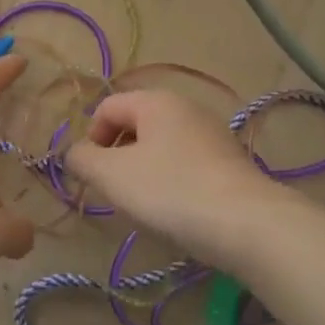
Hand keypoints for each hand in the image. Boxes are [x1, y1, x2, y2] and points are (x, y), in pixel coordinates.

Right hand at [63, 90, 283, 267]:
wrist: (248, 224)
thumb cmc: (171, 191)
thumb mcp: (112, 176)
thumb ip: (83, 159)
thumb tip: (76, 154)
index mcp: (155, 100)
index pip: (107, 107)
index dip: (90, 138)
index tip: (92, 175)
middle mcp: (186, 107)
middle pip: (135, 125)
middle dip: (117, 156)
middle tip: (115, 191)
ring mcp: (212, 134)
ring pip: (161, 146)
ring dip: (143, 171)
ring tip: (145, 205)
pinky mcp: (230, 162)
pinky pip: (186, 164)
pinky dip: (172, 182)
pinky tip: (176, 211)